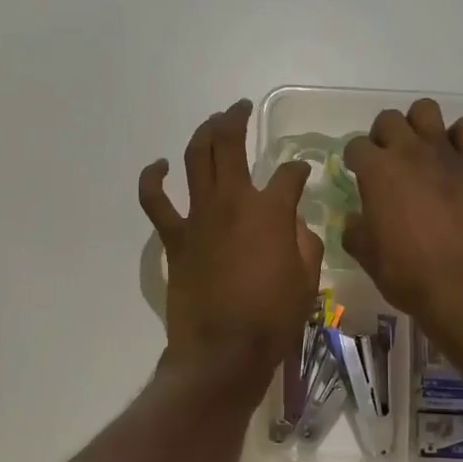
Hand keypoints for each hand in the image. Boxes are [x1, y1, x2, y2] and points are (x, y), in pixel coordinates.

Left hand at [140, 100, 322, 392]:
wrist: (223, 352)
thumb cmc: (273, 319)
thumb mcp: (308, 281)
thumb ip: (305, 243)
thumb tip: (296, 224)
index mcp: (271, 211)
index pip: (289, 175)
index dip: (298, 170)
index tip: (302, 173)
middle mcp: (233, 201)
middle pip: (230, 145)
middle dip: (236, 120)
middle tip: (240, 109)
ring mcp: (199, 216)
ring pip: (196, 158)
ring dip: (204, 133)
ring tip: (213, 122)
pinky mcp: (175, 238)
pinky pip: (156, 201)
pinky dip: (154, 179)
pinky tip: (160, 166)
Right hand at [343, 100, 462, 324]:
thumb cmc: (407, 273)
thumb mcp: (365, 254)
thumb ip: (355, 228)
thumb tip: (356, 218)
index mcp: (377, 171)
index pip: (355, 145)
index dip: (354, 159)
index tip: (358, 174)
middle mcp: (409, 152)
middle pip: (389, 119)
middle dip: (383, 136)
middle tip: (388, 162)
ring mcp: (445, 153)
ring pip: (426, 110)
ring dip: (419, 125)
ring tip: (421, 151)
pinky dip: (460, 136)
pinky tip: (455, 158)